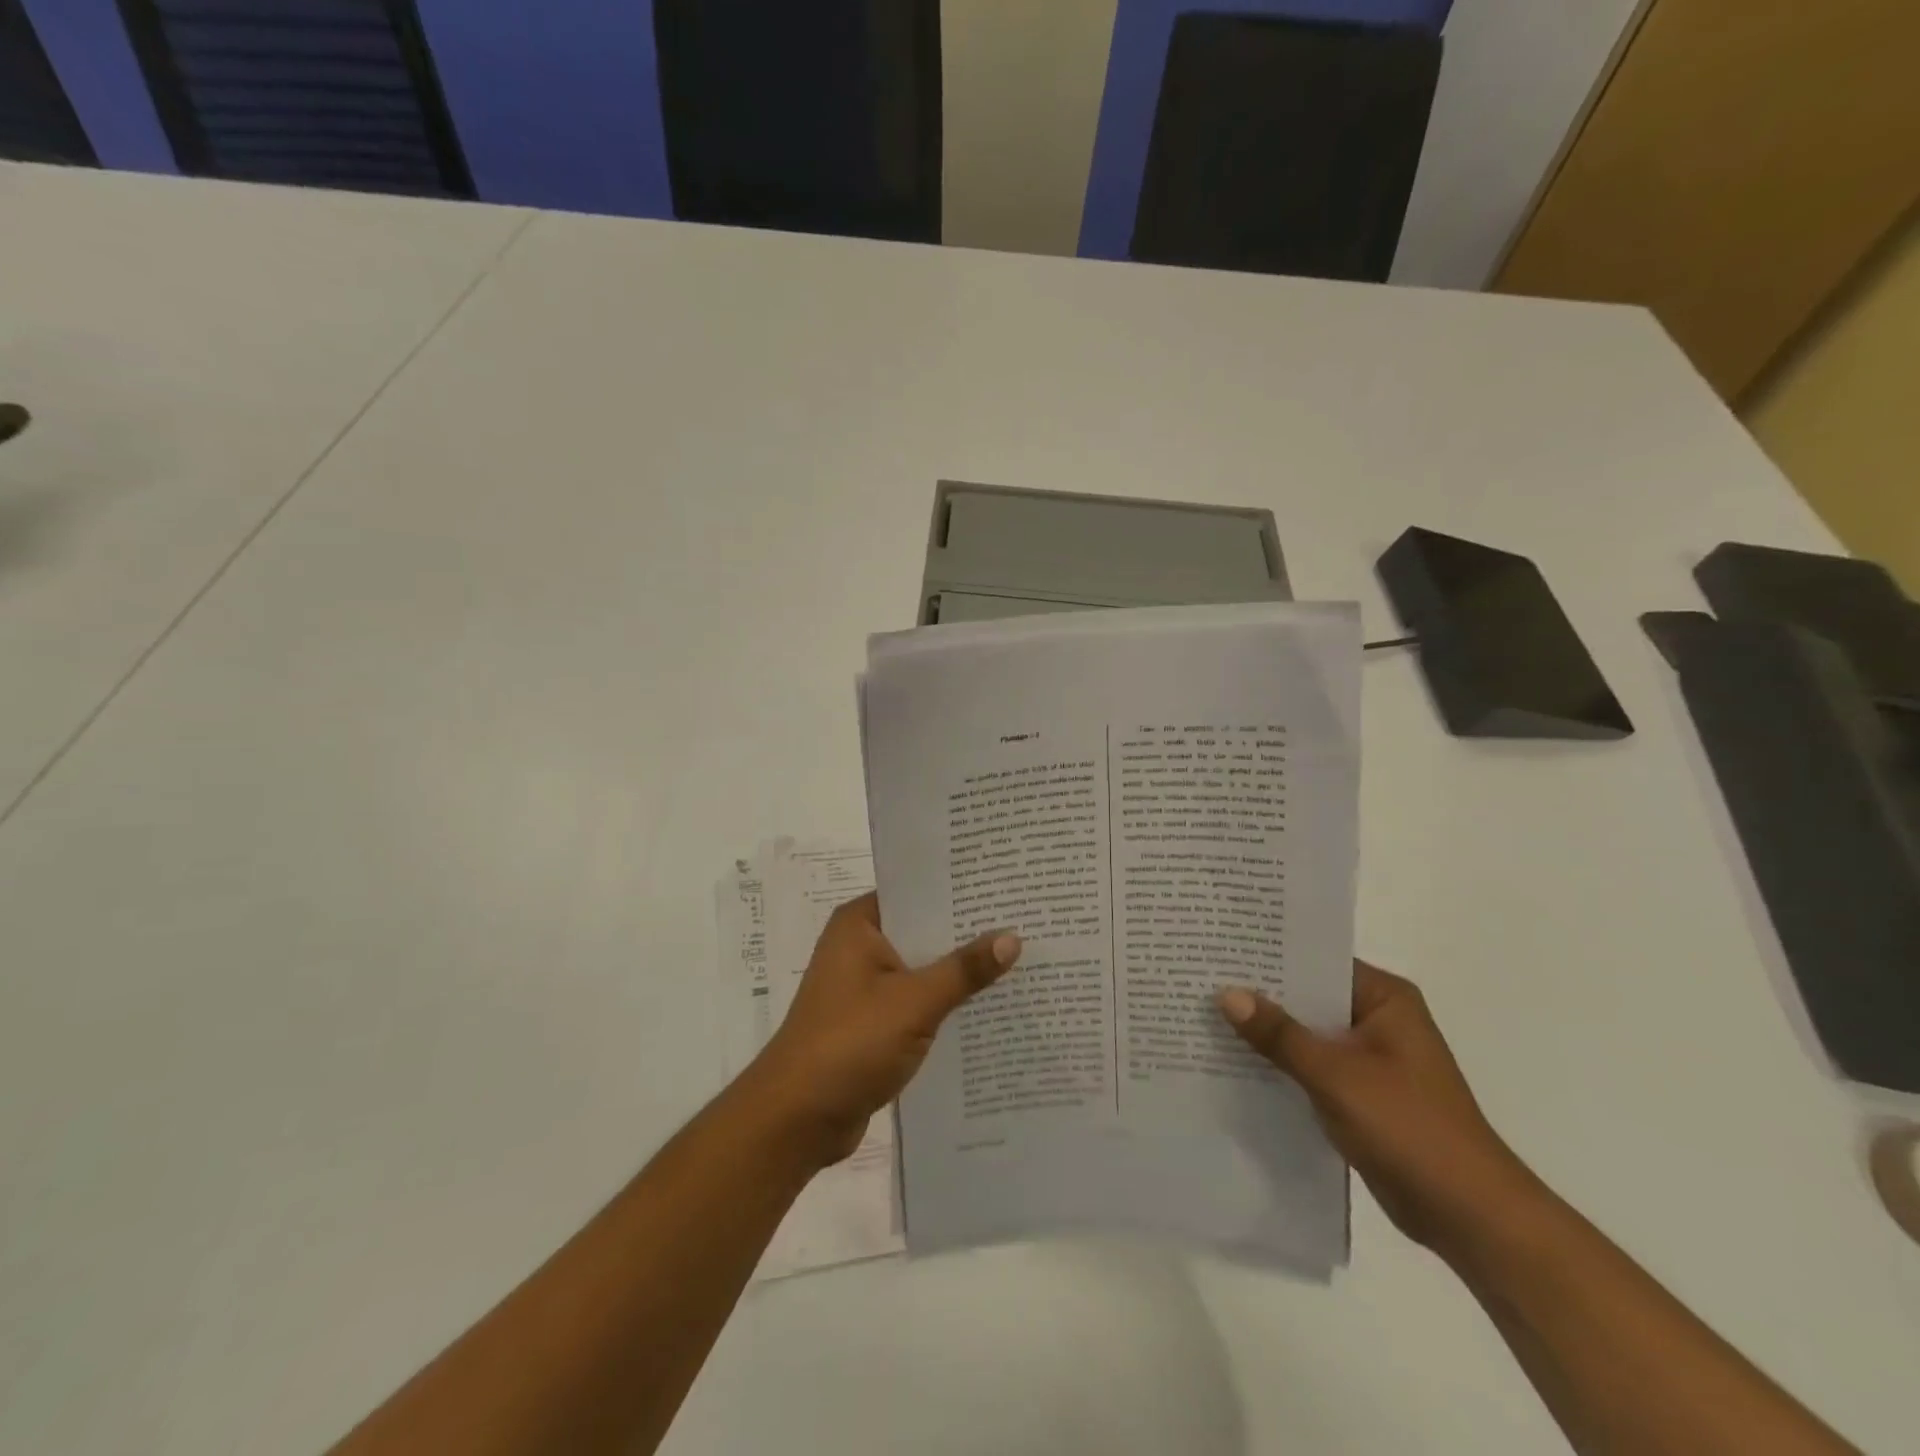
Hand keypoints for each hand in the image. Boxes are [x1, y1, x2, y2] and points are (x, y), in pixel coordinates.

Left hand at [744, 893, 1020, 1168]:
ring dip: (958, 971)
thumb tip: (1013, 937)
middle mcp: (860, 946)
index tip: (1004, 885)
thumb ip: (964, 970)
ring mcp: (864, 986)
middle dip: (967, 932)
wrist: (797, 1119)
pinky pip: (917, 1001)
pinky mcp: (872, 1022)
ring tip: (1019, 959)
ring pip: (922, 968)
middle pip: (922, 930)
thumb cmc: (850, 1043)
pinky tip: (989, 1005)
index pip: (916, 891)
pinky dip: (944, 1003)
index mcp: (860, 924)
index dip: (958, 889)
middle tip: (1024, 921)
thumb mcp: (914, 1002)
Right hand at [1217, 962, 1538, 1257]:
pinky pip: (1310, 1065)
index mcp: (1384, 998)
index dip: (1268, 954)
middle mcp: (1377, 1018)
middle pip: (1308, 996)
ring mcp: (1369, 1057)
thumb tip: (1226, 994)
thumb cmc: (1410, 1129)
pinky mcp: (1360, 1092)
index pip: (1316, 960)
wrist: (1470, 1217)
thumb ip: (1279, 1034)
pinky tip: (1233, 1061)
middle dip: (1260, 994)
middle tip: (1200, 978)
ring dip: (1267, 1032)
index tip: (1219, 947)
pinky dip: (1280, 1064)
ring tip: (1205, 1014)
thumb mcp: (1336, 1075)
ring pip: (1306, 1032)